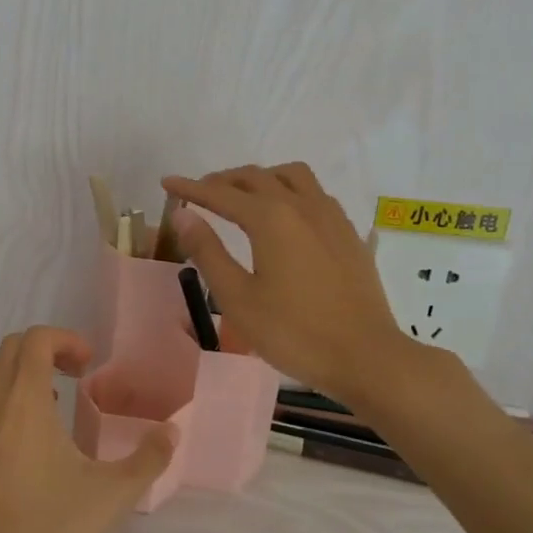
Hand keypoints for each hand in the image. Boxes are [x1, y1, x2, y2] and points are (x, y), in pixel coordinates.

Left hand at [0, 326, 173, 532]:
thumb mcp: (114, 495)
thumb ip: (149, 456)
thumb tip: (172, 430)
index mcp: (23, 402)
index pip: (35, 339)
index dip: (64, 340)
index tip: (86, 364)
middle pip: (6, 352)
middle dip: (41, 353)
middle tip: (70, 380)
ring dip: (12, 380)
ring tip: (40, 412)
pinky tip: (8, 457)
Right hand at [161, 163, 419, 404]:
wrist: (366, 356)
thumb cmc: (294, 333)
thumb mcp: (238, 298)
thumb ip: (208, 252)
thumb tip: (181, 214)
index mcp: (271, 219)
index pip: (221, 193)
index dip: (191, 187)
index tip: (167, 182)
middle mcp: (301, 206)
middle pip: (256, 177)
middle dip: (223, 180)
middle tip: (199, 194)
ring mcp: (330, 217)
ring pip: (291, 176)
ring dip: (261, 178)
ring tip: (243, 196)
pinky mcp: (348, 233)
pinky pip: (314, 193)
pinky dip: (289, 190)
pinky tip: (286, 215)